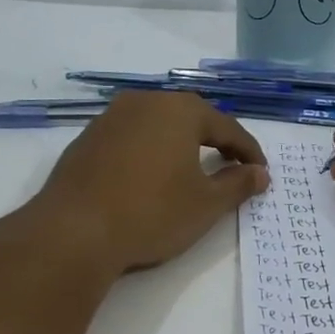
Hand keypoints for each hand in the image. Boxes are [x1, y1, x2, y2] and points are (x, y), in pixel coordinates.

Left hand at [26, 91, 269, 274]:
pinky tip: (148, 177)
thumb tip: (259, 174)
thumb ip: (237, 184)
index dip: (248, 151)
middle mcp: (145, 102)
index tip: (261, 172)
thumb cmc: (152, 213)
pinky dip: (148, 152)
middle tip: (230, 165)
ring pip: (157, 125)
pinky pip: (130, 138)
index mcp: (180, 110)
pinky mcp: (86, 139)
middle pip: (191, 118)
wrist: (74, 231)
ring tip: (190, 170)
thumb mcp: (206, 204)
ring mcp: (111, 118)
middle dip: (214, 140)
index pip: (227, 127)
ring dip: (178, 144)